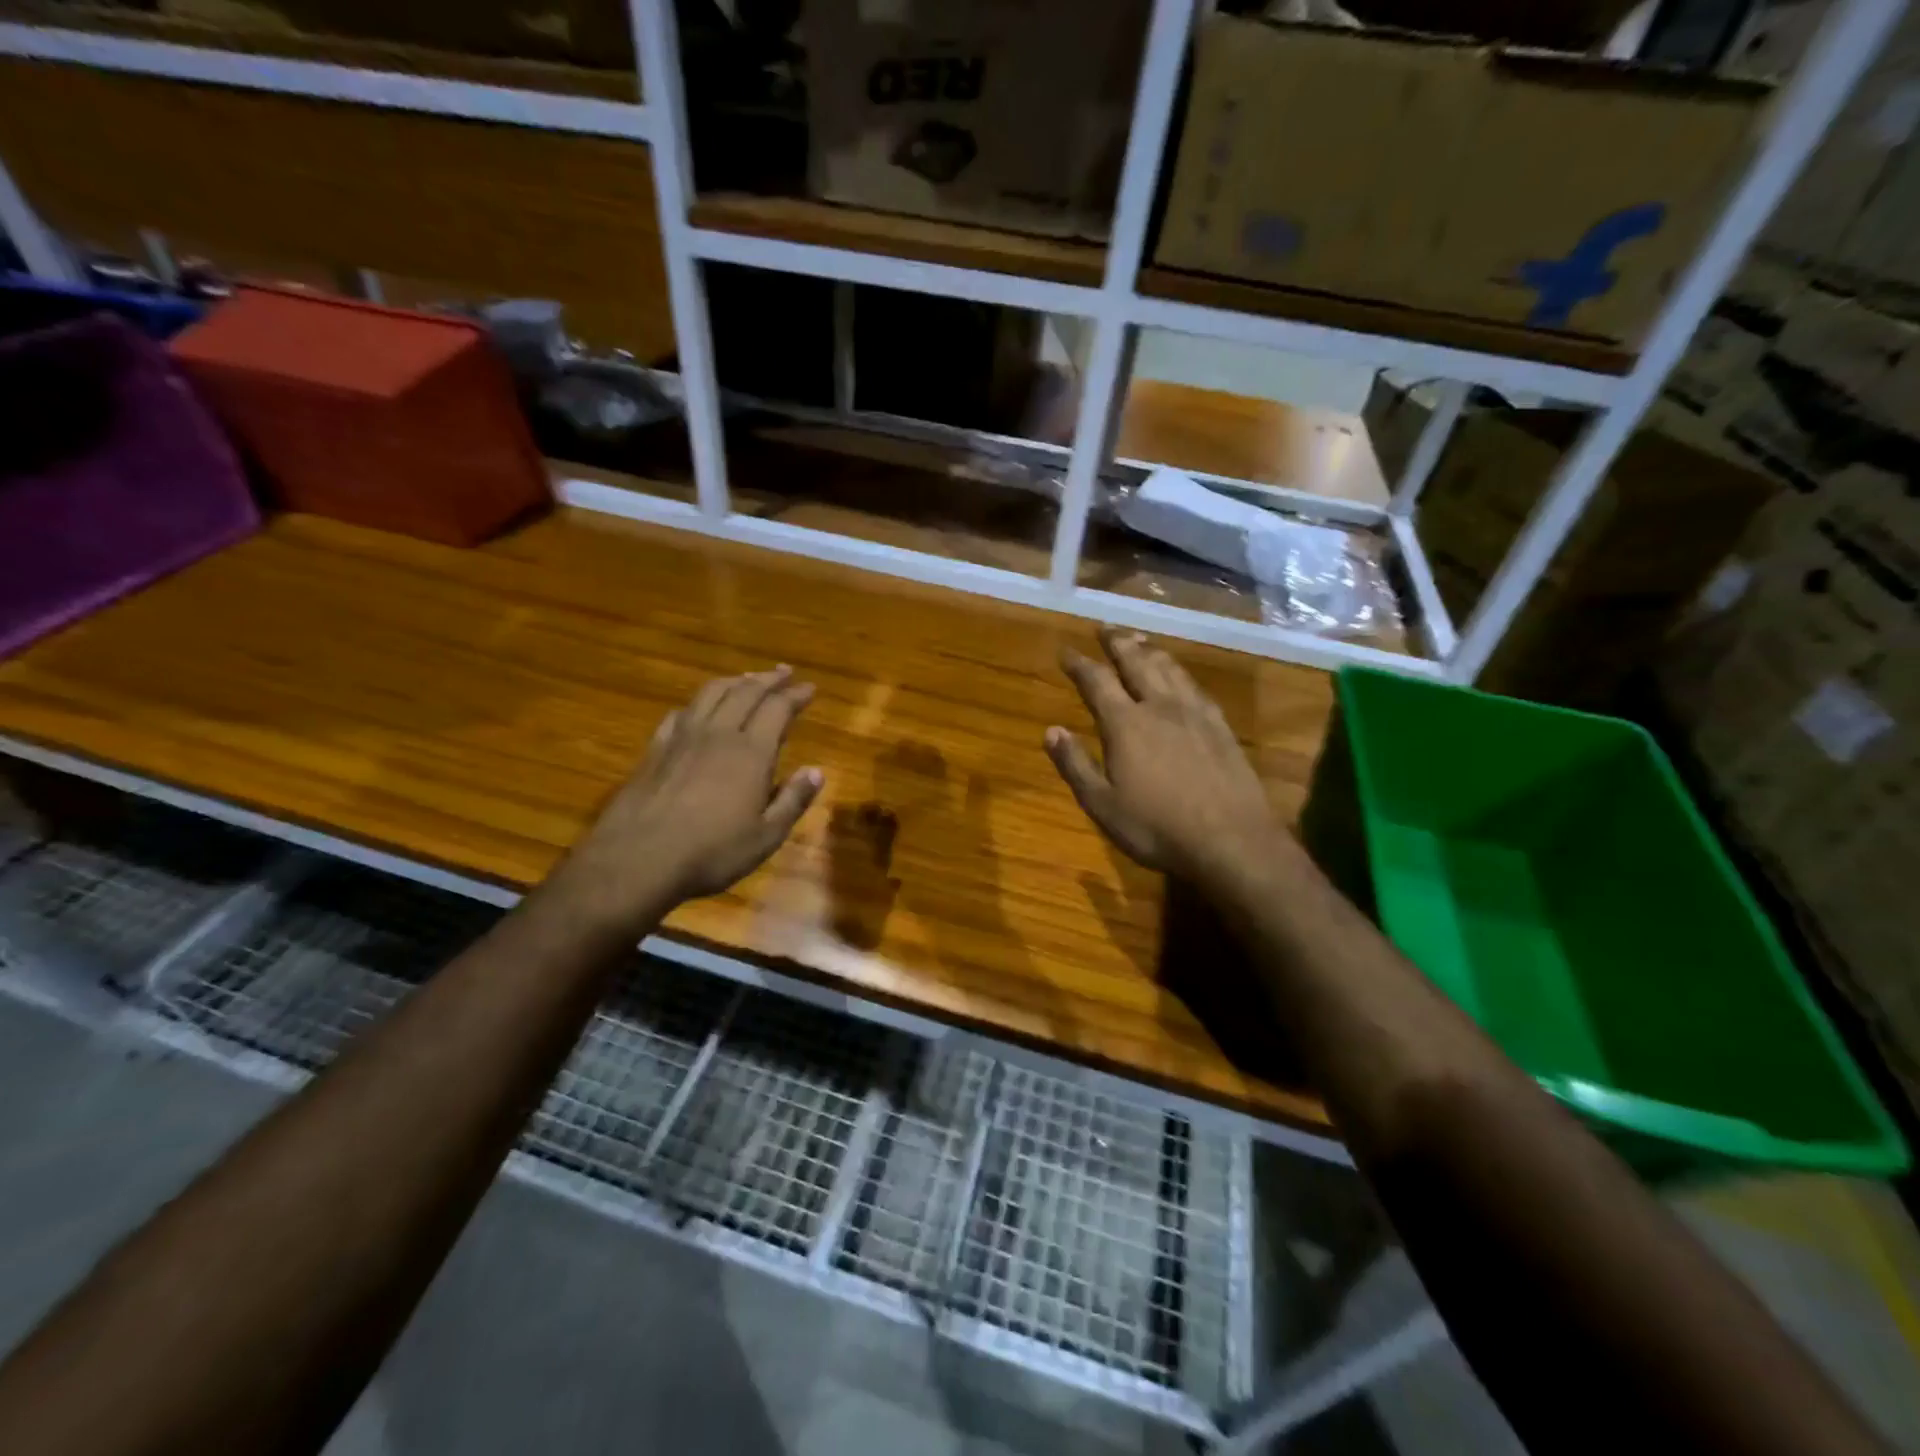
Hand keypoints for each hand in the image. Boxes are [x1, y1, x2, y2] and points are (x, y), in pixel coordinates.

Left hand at [557, 665, 823, 930]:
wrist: (637, 859)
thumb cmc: (711, 852)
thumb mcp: (766, 836)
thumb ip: (793, 800)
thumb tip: (816, 771)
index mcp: (751, 752)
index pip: (778, 708)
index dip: (796, 695)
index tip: (809, 687)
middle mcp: (718, 734)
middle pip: (745, 692)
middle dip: (768, 679)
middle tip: (784, 672)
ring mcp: (682, 738)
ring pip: (711, 694)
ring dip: (734, 681)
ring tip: (747, 678)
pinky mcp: (655, 749)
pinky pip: (681, 713)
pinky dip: (698, 703)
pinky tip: (699, 709)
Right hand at [1045, 628, 1282, 884]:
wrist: (1231, 840)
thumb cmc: (1157, 827)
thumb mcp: (1103, 804)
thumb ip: (1075, 765)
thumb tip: (1050, 730)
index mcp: (1125, 724)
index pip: (1097, 682)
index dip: (1079, 663)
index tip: (1066, 650)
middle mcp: (1159, 707)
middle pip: (1136, 663)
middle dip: (1117, 643)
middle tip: (1105, 627)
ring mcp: (1195, 714)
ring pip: (1169, 669)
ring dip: (1150, 651)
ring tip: (1139, 640)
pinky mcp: (1221, 726)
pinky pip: (1196, 687)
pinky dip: (1181, 673)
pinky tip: (1181, 677)